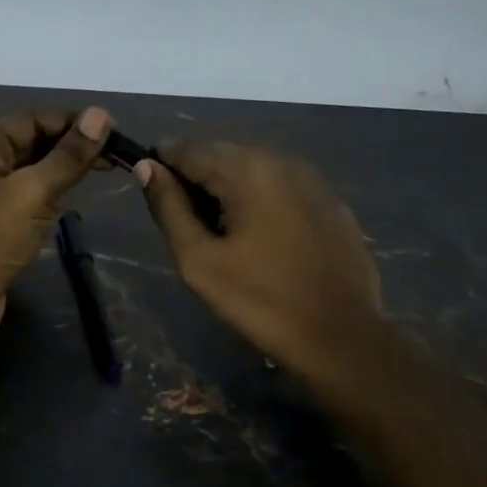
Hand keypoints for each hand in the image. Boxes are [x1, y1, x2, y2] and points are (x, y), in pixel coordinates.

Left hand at [0, 107, 111, 369]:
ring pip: (33, 173)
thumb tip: (100, 114)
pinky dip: (53, 196)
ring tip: (108, 171)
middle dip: (72, 146)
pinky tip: (76, 199)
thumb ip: (67, 156)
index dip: (73, 122)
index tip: (115, 129)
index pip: (33, 120)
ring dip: (65, 171)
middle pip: (33, 144)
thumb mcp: (31, 192)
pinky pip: (29, 200)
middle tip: (118, 155)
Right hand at [136, 141, 382, 388]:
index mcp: (247, 170)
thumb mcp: (199, 260)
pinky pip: (282, 185)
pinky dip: (261, 198)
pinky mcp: (331, 201)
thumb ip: (168, 208)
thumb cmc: (260, 300)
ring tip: (222, 231)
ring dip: (229, 187)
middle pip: (222, 153)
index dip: (163, 166)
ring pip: (253, 167)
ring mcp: (312, 179)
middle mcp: (281, 160)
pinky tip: (261, 236)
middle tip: (188, 223)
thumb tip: (146, 166)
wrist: (341, 337)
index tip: (154, 195)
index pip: (188, 149)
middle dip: (197, 177)